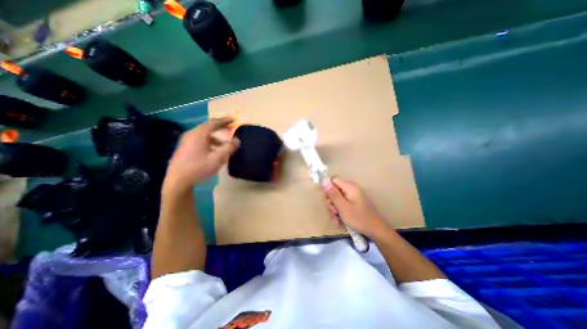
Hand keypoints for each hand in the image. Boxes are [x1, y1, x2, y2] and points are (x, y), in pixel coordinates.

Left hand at [162, 117, 237, 192]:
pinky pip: (199, 140)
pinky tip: (213, 151)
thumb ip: (229, 148)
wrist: (178, 180)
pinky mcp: (184, 148)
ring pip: (203, 135)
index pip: (213, 123)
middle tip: (229, 129)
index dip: (224, 121)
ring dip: (215, 138)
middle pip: (208, 128)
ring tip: (223, 145)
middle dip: (220, 128)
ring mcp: (186, 141)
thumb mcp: (218, 158)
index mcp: (199, 134)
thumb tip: (237, 141)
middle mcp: (192, 134)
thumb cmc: (199, 167)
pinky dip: (209, 142)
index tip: (232, 120)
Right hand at [323, 179, 391, 236]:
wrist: (376, 231)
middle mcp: (351, 189)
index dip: (327, 189)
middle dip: (331, 203)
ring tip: (337, 220)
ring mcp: (353, 197)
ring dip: (334, 210)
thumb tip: (325, 181)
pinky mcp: (354, 204)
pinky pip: (343, 205)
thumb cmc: (359, 218)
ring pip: (337, 200)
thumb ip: (333, 194)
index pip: (333, 181)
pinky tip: (340, 221)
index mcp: (349, 187)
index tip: (328, 200)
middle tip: (333, 212)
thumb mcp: (343, 207)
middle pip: (334, 191)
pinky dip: (340, 212)